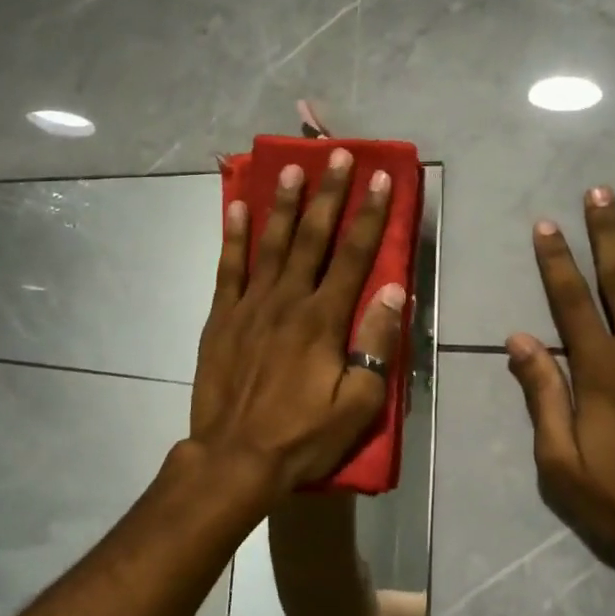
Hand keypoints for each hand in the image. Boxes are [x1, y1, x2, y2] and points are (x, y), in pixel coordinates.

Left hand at [192, 148, 406, 498]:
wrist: (234, 460)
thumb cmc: (303, 436)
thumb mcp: (357, 403)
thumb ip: (377, 344)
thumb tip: (393, 290)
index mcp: (323, 319)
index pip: (354, 256)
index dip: (370, 215)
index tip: (381, 179)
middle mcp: (288, 300)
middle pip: (313, 237)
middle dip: (329, 194)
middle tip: (338, 155)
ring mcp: (250, 306)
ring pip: (271, 243)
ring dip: (284, 203)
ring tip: (292, 168)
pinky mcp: (221, 318)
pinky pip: (228, 268)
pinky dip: (233, 236)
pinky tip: (237, 207)